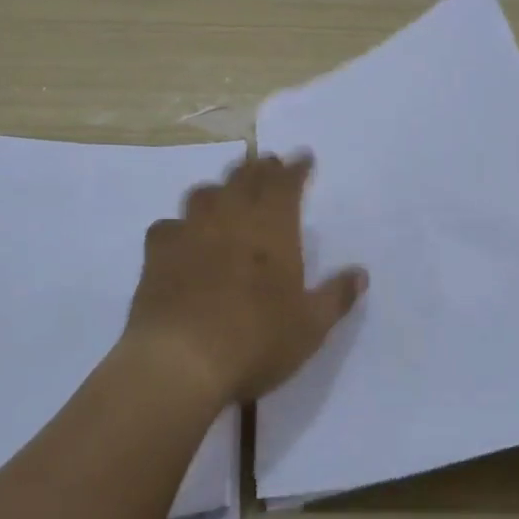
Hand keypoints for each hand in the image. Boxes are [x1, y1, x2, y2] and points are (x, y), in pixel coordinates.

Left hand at [121, 152, 366, 406]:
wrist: (181, 361)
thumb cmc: (257, 341)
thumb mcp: (311, 327)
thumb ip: (336, 296)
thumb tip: (361, 273)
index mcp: (273, 228)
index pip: (286, 183)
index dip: (296, 168)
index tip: (303, 157)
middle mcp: (231, 218)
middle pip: (245, 178)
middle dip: (260, 168)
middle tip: (269, 164)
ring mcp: (190, 232)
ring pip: (204, 193)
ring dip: (220, 187)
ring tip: (226, 192)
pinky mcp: (157, 253)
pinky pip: (168, 225)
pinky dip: (179, 225)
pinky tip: (181, 235)